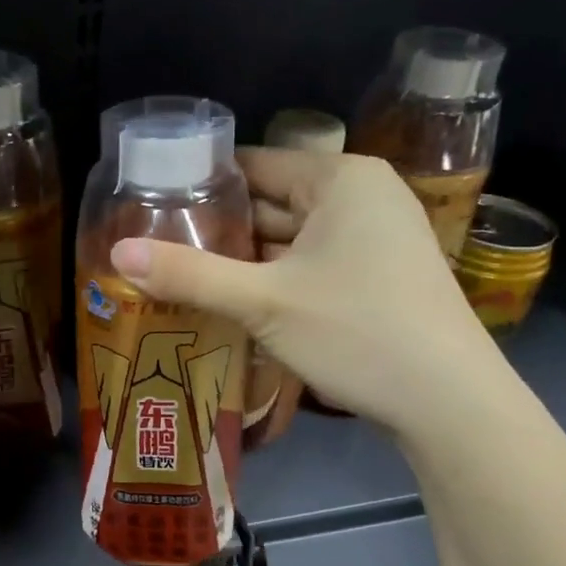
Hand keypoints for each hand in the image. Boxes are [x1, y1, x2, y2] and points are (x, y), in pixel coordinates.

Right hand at [109, 149, 509, 441]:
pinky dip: (273, 278)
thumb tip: (116, 253)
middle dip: (218, 228)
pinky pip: (310, 264)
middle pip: (271, 202)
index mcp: (340, 179)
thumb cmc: (356, 332)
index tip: (149, 206)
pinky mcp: (377, 276)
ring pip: (289, 239)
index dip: (200, 185)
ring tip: (180, 274)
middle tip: (155, 247)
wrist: (448, 401)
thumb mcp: (263, 302)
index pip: (254, 164)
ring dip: (242, 259)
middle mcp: (361, 196)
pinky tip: (232, 300)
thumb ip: (189, 274)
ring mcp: (375, 238)